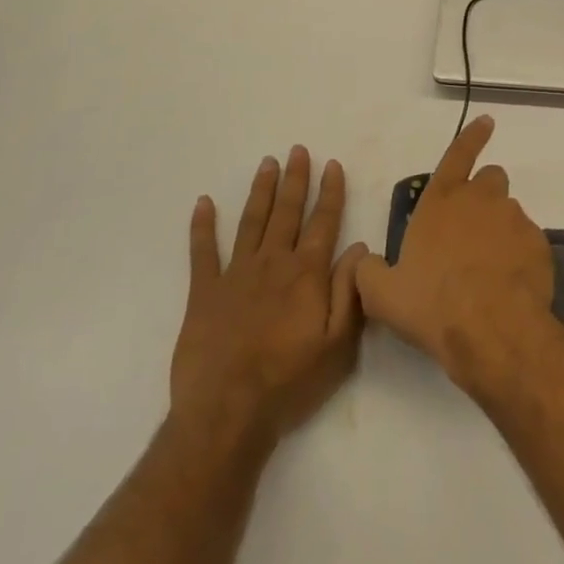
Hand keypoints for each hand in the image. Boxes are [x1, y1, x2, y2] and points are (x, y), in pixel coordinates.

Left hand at [168, 146, 368, 456]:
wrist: (226, 413)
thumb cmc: (289, 381)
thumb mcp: (337, 344)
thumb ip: (349, 292)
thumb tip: (361, 248)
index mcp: (306, 274)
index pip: (323, 222)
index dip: (330, 192)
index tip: (332, 164)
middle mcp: (273, 263)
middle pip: (287, 212)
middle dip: (296, 179)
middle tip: (298, 150)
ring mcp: (235, 274)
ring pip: (252, 221)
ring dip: (261, 191)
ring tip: (267, 163)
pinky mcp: (204, 292)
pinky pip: (202, 252)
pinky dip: (202, 226)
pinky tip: (203, 203)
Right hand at [356, 117, 558, 395]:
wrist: (490, 330)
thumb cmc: (431, 304)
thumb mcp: (382, 294)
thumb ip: (369, 271)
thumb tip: (366, 262)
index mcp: (441, 201)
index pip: (457, 155)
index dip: (472, 136)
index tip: (487, 121)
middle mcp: (480, 200)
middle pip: (491, 178)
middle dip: (484, 194)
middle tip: (472, 229)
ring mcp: (514, 220)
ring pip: (510, 211)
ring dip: (500, 229)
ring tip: (489, 268)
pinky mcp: (539, 244)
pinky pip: (529, 241)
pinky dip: (520, 255)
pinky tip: (509, 284)